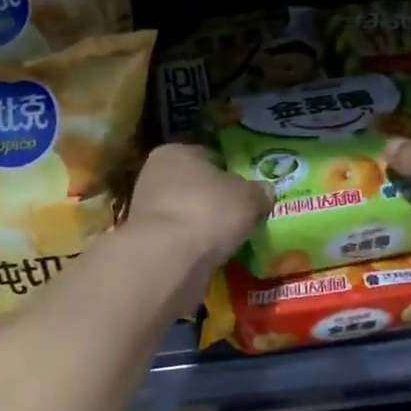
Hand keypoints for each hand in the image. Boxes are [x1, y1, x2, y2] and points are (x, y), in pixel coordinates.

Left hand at [126, 144, 270, 271]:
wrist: (167, 258)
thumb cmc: (208, 211)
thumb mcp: (248, 197)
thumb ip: (259, 191)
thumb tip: (265, 191)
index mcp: (176, 152)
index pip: (209, 156)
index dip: (230, 172)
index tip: (247, 190)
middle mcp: (154, 175)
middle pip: (195, 186)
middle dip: (215, 199)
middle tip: (240, 216)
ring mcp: (146, 210)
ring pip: (185, 213)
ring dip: (203, 224)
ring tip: (228, 239)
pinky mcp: (146, 242)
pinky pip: (178, 238)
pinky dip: (193, 245)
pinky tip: (210, 254)